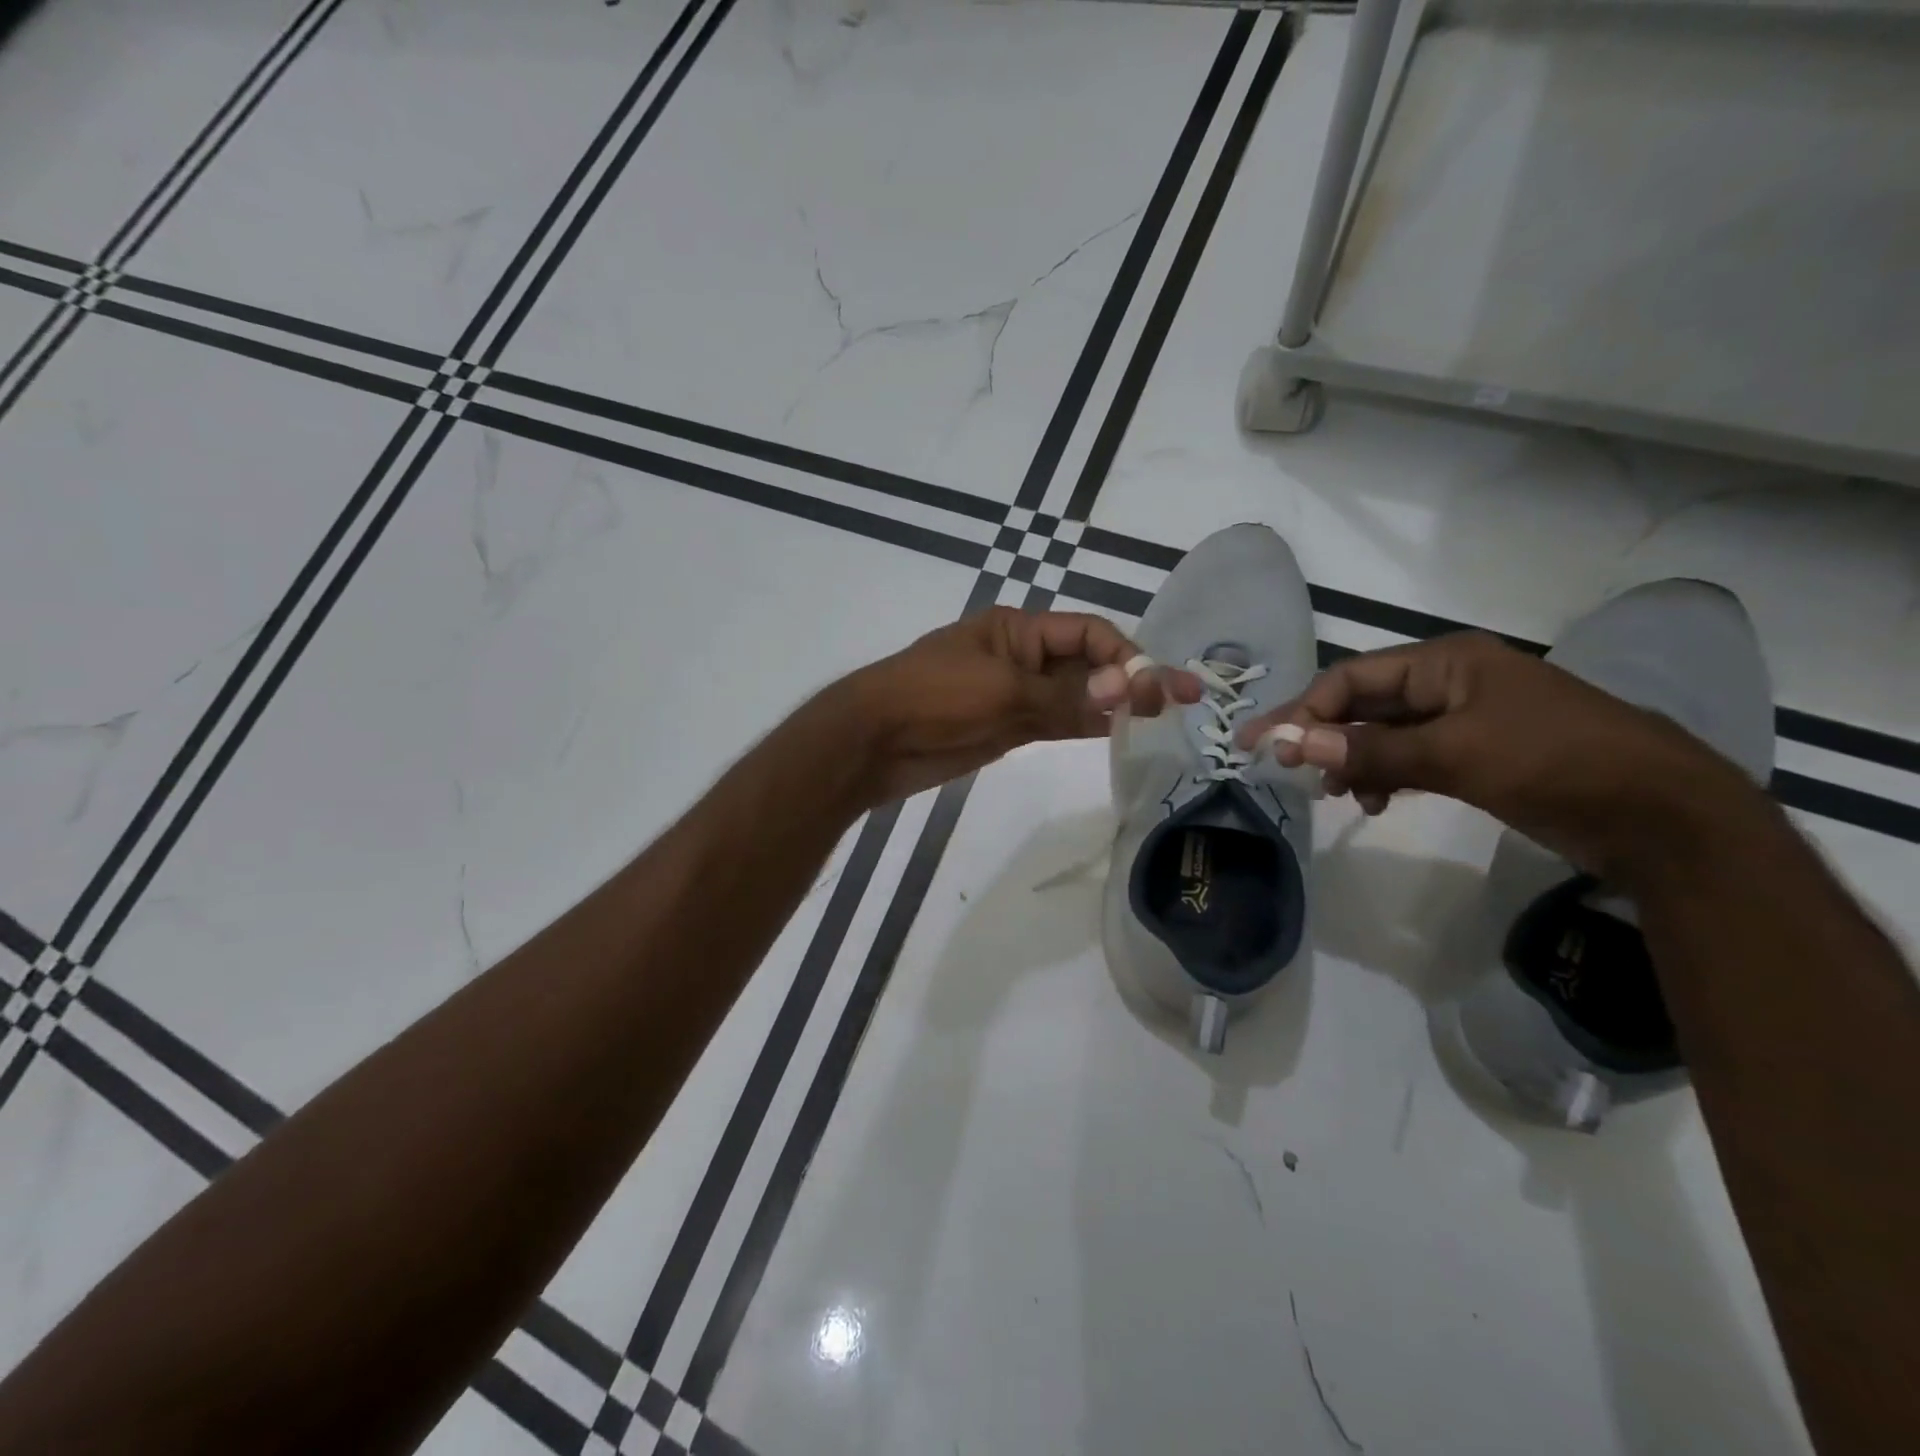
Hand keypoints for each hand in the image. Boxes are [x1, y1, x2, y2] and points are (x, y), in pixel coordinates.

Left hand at [836, 607, 1200, 805]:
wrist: (872, 743)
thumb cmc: (932, 699)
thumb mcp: (1002, 692)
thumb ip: (1065, 697)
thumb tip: (1130, 693)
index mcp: (1018, 630)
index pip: (1088, 633)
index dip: (1127, 657)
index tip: (1159, 688)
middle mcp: (1022, 657)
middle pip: (1087, 663)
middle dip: (1130, 680)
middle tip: (1182, 703)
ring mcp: (1015, 694)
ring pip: (1076, 695)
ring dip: (1113, 705)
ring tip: (1160, 720)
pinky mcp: (1007, 727)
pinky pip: (1056, 721)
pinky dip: (1086, 726)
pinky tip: (1117, 734)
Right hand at [1236, 632, 1757, 879]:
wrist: (1661, 817)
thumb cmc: (1555, 764)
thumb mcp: (1455, 755)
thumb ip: (1370, 751)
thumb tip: (1291, 744)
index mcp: (1445, 663)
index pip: (1351, 679)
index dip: (1304, 711)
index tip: (1264, 746)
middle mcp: (1449, 683)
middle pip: (1363, 704)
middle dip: (1323, 736)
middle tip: (1283, 769)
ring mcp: (1464, 720)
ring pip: (1383, 734)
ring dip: (1352, 761)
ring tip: (1335, 795)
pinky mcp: (1477, 755)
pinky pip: (1410, 758)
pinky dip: (1385, 777)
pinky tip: (1375, 802)